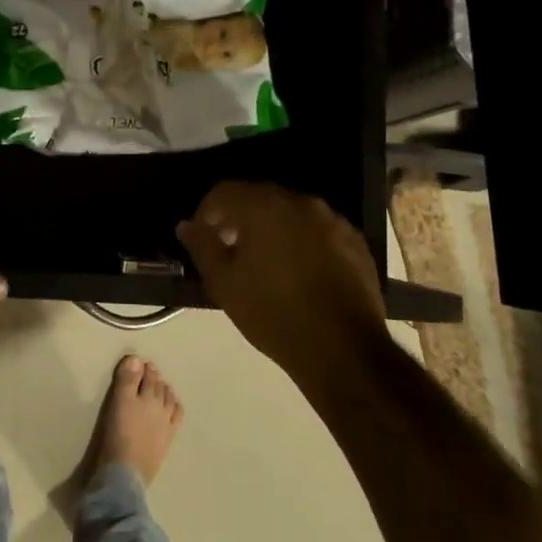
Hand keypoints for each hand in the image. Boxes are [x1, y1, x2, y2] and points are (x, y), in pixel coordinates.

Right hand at [175, 181, 384, 376]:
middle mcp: (299, 202)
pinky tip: (298, 270)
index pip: (224, 192)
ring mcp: (332, 220)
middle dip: (239, 217)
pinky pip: (317, 229)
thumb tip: (186, 226)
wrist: (343, 349)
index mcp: (263, 206)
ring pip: (290, 212)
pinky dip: (301, 239)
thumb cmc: (272, 313)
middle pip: (259, 197)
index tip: (202, 237)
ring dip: (271, 227)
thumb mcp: (224, 283)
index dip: (206, 212)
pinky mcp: (355, 242)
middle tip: (229, 248)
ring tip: (264, 261)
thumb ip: (202, 246)